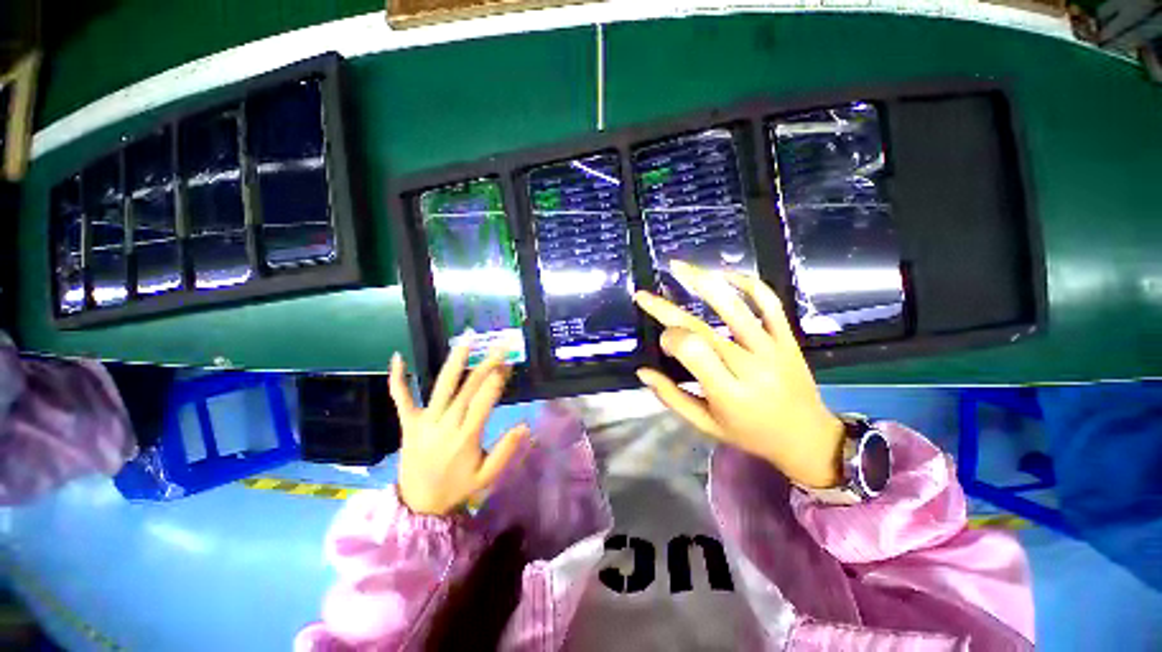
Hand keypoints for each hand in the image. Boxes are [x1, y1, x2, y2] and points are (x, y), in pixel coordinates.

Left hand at [389, 345, 528, 515]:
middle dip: (486, 365)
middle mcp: (445, 424)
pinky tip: (397, 357)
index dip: (497, 381)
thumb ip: (506, 450)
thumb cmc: (457, 488)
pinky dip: (398, 379)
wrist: (418, 505)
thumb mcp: (487, 476)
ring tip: (465, 342)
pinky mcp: (408, 423)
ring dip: (454, 363)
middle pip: (468, 389)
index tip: (508, 365)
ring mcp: (424, 421)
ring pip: (441, 387)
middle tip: (500, 348)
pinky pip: (401, 398)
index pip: (484, 401)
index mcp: (466, 437)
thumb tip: (526, 425)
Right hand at [633, 261, 844, 488]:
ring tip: (678, 266)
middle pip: (702, 326)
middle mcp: (749, 365)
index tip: (663, 344)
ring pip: (734, 306)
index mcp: (728, 392)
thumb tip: (642, 372)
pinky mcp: (787, 337)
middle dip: (666, 309)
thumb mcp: (705, 424)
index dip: (669, 340)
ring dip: (703, 281)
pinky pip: (769, 303)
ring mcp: (772, 347)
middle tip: (643, 296)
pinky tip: (723, 275)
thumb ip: (672, 397)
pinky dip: (747, 283)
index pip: (691, 350)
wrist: (808, 437)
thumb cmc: (750, 434)